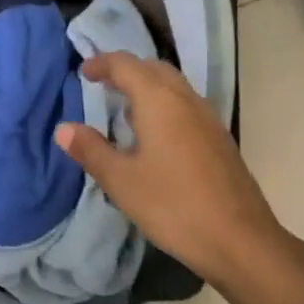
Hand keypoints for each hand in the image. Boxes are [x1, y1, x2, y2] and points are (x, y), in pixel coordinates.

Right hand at [55, 52, 287, 290]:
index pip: (126, 65)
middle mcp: (186, 100)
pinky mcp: (219, 140)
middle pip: (153, 69)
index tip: (83, 71)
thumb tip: (63, 128)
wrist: (240, 240)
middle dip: (127, 71)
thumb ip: (91, 150)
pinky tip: (154, 138)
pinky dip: (164, 106)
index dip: (102, 63)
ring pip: (174, 87)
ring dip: (148, 88)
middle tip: (103, 85)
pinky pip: (186, 107)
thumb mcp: (121, 181)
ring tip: (125, 111)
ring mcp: (208, 119)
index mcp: (159, 101)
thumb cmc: (173, 206)